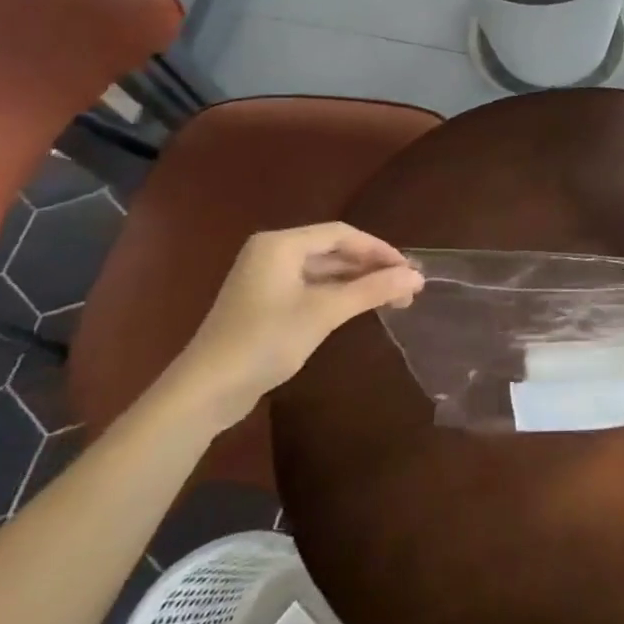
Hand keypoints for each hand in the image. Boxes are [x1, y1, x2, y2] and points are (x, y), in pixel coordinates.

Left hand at [162, 223, 423, 431]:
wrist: (207, 389)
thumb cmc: (266, 341)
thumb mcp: (324, 312)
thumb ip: (372, 290)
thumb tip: (417, 276)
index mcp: (281, 244)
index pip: (342, 234)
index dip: (379, 249)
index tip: (409, 270)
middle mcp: (272, 252)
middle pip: (333, 250)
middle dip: (371, 267)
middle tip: (406, 288)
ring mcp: (267, 278)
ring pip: (324, 270)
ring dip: (358, 283)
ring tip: (392, 300)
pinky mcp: (265, 302)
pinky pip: (311, 287)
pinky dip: (339, 295)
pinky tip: (360, 308)